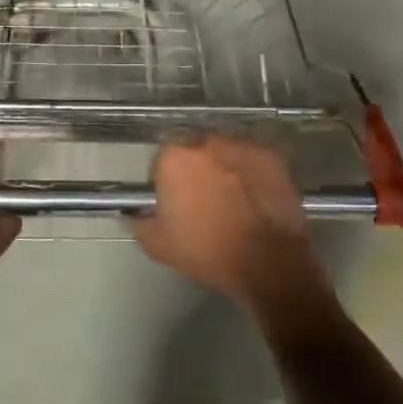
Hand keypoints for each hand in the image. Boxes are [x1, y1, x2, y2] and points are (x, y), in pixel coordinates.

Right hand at [132, 136, 329, 318]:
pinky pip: (252, 158)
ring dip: (223, 167)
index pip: (162, 162)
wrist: (267, 263)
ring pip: (224, 151)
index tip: (175, 203)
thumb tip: (132, 214)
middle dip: (196, 170)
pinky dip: (250, 171)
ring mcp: (241, 144)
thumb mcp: (159, 245)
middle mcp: (206, 141)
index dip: (166, 183)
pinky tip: (254, 195)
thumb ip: (139, 223)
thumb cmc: (207, 251)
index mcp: (174, 157)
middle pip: (194, 151)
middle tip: (204, 199)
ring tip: (232, 197)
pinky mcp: (269, 154)